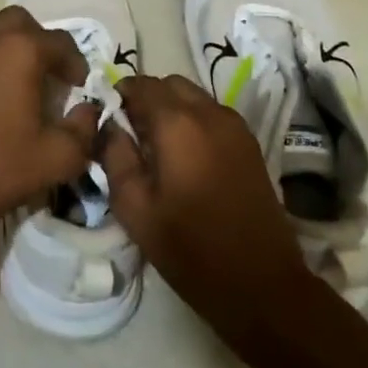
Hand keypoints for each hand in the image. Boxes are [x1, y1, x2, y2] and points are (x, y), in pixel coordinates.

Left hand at [0, 7, 99, 247]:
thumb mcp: (57, 158)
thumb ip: (83, 129)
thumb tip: (86, 112)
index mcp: (17, 51)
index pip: (59, 41)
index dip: (76, 63)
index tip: (80, 87)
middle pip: (19, 22)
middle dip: (40, 42)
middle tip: (51, 75)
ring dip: (10, 52)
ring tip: (21, 87)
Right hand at [100, 75, 312, 342]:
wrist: (261, 284)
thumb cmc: (190, 249)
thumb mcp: (135, 208)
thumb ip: (115, 157)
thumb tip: (108, 126)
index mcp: (177, 124)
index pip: (140, 84)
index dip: (118, 94)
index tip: (106, 118)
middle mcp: (209, 113)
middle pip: (169, 84)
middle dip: (146, 98)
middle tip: (129, 133)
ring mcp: (235, 126)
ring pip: (193, 97)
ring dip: (170, 108)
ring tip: (155, 147)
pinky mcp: (250, 143)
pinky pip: (212, 114)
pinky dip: (193, 120)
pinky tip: (184, 157)